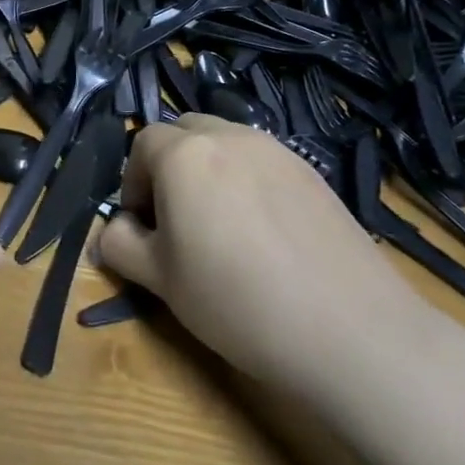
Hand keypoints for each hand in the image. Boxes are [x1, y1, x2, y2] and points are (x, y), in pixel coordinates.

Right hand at [97, 114, 411, 379]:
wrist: (350, 332)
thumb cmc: (235, 301)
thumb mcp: (159, 279)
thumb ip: (119, 244)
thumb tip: (114, 231)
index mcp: (185, 155)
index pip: (141, 144)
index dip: (132, 183)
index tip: (143, 226)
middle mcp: (230, 137)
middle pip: (184, 132)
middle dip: (168, 166)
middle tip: (176, 219)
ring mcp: (278, 151)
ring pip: (225, 143)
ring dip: (208, 170)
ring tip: (220, 226)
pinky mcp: (314, 173)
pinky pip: (262, 162)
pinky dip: (247, 182)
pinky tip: (263, 234)